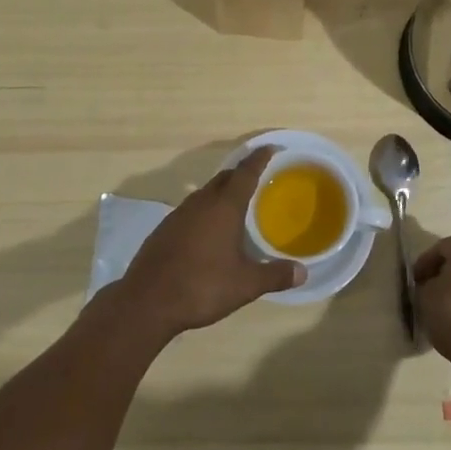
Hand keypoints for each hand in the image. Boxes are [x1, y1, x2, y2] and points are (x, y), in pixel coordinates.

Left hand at [116, 147, 304, 340]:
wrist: (147, 301)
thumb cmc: (201, 286)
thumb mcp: (245, 285)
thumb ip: (275, 276)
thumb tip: (303, 271)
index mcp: (224, 207)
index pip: (245, 173)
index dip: (259, 159)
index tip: (271, 148)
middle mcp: (201, 202)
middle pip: (224, 178)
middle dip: (241, 174)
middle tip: (259, 178)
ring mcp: (179, 214)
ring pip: (206, 193)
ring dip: (222, 192)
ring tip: (237, 205)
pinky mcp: (165, 228)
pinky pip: (192, 209)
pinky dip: (206, 210)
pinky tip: (209, 230)